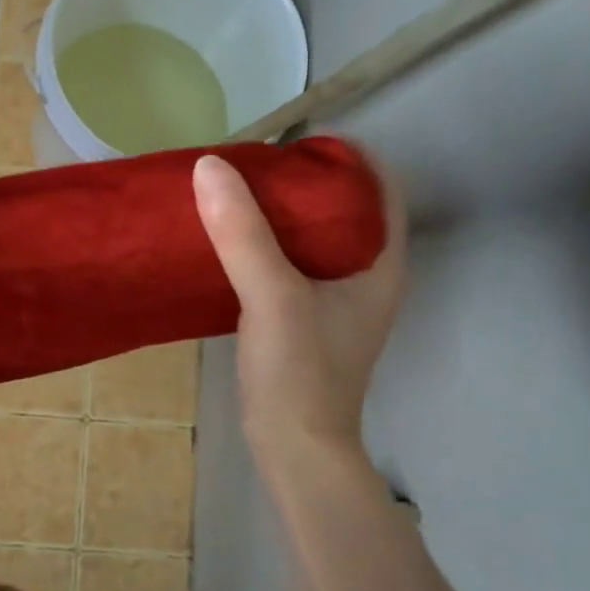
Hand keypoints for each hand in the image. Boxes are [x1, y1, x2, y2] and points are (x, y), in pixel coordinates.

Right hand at [192, 149, 406, 475]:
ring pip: (312, 237)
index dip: (344, 156)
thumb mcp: (272, 296)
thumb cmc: (300, 372)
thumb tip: (210, 166)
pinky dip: (263, 244)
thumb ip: (244, 233)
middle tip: (253, 164)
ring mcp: (336, 299)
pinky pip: (288, 263)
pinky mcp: (305, 318)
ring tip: (235, 193)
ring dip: (278, 213)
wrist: (293, 448)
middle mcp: (366, 275)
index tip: (293, 142)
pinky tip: (228, 240)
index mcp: (380, 263)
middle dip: (302, 181)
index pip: (379, 186)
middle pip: (343, 208)